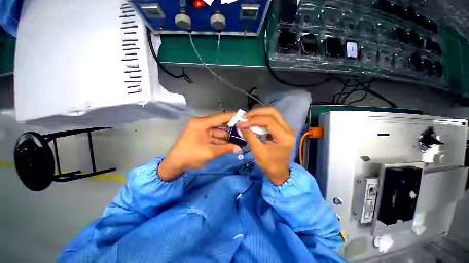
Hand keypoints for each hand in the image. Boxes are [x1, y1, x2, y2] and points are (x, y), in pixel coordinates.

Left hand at [158, 112, 241, 180]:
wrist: (174, 165)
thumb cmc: (190, 156)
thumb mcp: (210, 152)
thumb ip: (226, 149)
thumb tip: (240, 149)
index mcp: (201, 123)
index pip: (220, 117)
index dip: (233, 116)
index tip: (244, 116)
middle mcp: (202, 124)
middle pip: (220, 123)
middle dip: (232, 127)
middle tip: (244, 128)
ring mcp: (202, 130)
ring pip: (219, 131)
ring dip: (228, 136)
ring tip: (241, 138)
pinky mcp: (202, 136)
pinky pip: (215, 136)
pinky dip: (222, 140)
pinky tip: (232, 143)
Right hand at [238, 107, 294, 185]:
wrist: (279, 172)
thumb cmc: (269, 165)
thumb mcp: (257, 151)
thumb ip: (250, 136)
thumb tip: (240, 125)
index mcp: (284, 136)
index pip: (268, 120)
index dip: (253, 119)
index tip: (241, 122)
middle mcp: (288, 129)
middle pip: (273, 112)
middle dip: (257, 113)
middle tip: (245, 117)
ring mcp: (286, 128)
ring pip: (273, 114)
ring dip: (259, 114)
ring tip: (247, 118)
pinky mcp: (282, 129)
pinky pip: (272, 119)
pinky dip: (261, 119)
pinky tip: (254, 122)